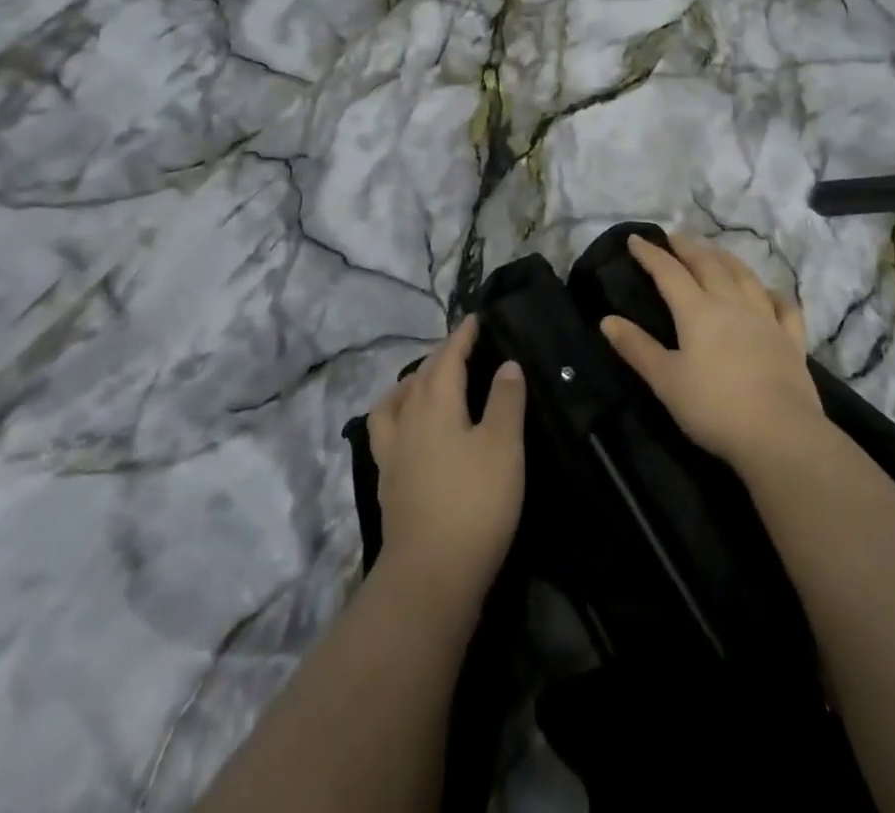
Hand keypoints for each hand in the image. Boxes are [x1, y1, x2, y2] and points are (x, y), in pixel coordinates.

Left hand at [368, 316, 526, 607]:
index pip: (447, 357)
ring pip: (396, 402)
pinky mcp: (388, 482)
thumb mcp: (504, 446)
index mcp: (436, 403)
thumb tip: (507, 364)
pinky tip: (411, 431)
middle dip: (440, 356)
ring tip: (425, 383)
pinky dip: (399, 416)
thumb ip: (506, 400)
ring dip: (411, 384)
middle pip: (420, 376)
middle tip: (461, 348)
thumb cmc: (475, 502)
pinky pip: (388, 431)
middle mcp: (407, 420)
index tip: (474, 319)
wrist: (430, 575)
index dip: (462, 336)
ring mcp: (392, 453)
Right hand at [600, 234, 825, 470]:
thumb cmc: (714, 408)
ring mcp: (766, 319)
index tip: (636, 239)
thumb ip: (637, 348)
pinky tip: (769, 292)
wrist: (780, 434)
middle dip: (689, 248)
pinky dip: (774, 293)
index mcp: (697, 311)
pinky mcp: (792, 340)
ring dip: (726, 258)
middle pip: (708, 265)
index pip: (669, 273)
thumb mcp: (665, 381)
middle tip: (676, 237)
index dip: (651, 254)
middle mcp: (732, 304)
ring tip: (715, 250)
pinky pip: (784, 306)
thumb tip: (607, 320)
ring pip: (745, 276)